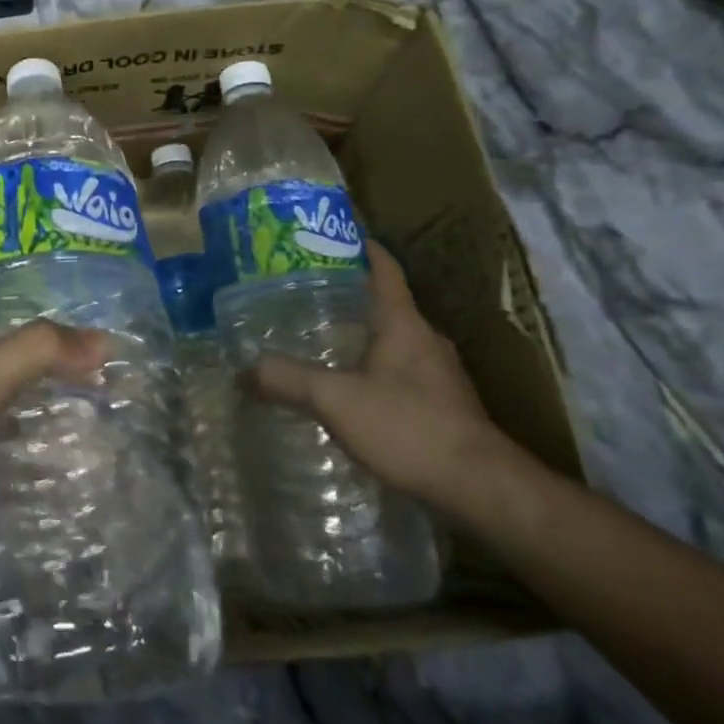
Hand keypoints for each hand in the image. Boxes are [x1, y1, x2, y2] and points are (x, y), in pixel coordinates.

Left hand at [0, 283, 104, 616]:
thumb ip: (32, 354)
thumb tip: (104, 340)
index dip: (1, 277)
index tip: (57, 267)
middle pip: (5, 354)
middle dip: (50, 347)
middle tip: (113, 333)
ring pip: (22, 408)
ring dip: (62, 403)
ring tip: (125, 387)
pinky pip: (29, 460)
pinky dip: (60, 454)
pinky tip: (106, 447)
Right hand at [249, 240, 515, 509]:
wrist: (481, 489)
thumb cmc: (409, 428)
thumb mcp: (336, 400)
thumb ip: (288, 379)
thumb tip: (242, 369)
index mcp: (403, 323)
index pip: (384, 269)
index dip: (361, 246)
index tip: (333, 234)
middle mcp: (425, 340)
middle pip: (385, 303)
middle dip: (347, 294)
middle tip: (303, 292)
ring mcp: (438, 374)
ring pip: (393, 340)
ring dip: (359, 334)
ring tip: (318, 338)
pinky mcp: (443, 406)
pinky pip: (399, 371)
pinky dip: (371, 368)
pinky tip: (348, 388)